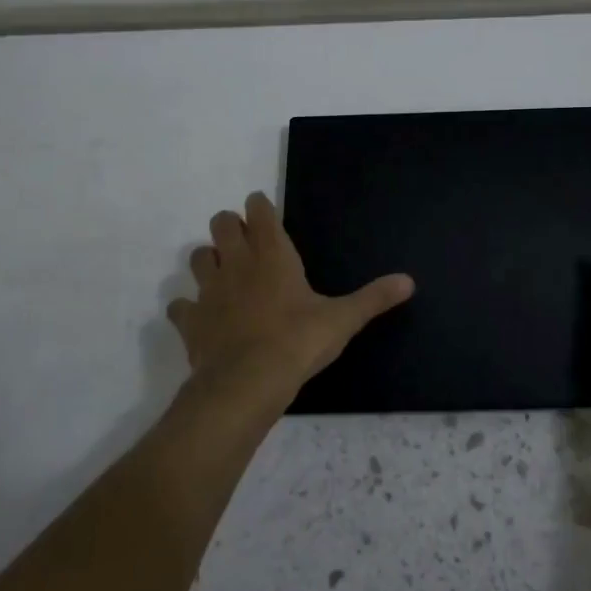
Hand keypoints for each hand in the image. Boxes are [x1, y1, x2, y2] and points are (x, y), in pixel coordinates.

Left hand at [167, 192, 414, 409]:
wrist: (246, 384)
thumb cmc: (298, 342)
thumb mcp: (342, 319)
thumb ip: (373, 298)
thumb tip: (409, 281)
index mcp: (273, 254)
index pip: (258, 212)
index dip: (259, 206)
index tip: (263, 208)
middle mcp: (237, 263)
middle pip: (220, 224)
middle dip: (230, 226)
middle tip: (245, 241)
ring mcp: (209, 291)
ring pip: (197, 258)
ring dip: (208, 260)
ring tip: (224, 274)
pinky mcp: (191, 322)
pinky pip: (180, 306)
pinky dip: (188, 307)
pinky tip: (200, 316)